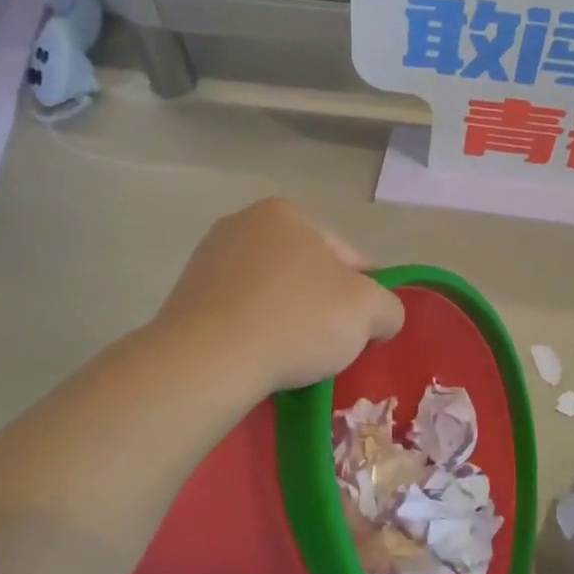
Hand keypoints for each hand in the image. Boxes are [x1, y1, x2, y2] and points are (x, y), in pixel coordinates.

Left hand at [153, 199, 404, 396]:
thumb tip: (380, 318)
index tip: (363, 331)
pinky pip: (239, 314)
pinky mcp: (184, 297)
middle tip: (330, 347)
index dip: (364, 296)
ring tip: (292, 359)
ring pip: (272, 294)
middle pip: (307, 273)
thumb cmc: (296, 321)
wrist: (207, 360)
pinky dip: (254, 333)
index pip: (347, 257)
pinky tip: (259, 359)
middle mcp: (242, 224)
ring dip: (288, 320)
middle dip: (322, 306)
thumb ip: (390, 307)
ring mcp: (207, 260)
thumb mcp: (370, 311)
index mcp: (286, 213)